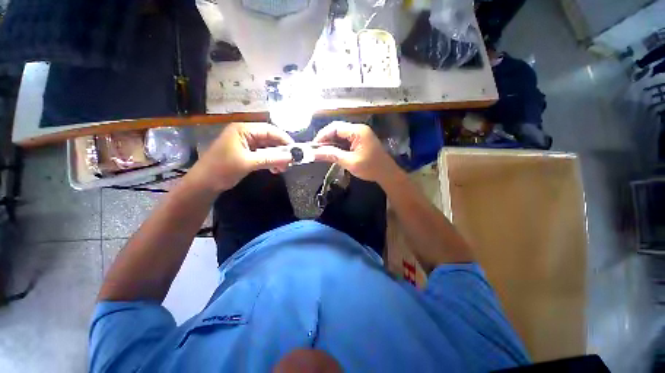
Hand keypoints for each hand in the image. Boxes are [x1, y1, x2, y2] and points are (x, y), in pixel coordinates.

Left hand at [188, 123, 293, 191]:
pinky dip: (270, 161)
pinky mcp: (246, 153)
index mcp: (243, 130)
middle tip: (290, 162)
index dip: (284, 139)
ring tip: (283, 168)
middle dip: (281, 150)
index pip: (269, 130)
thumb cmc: (222, 169)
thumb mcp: (248, 163)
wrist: (203, 183)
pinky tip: (275, 169)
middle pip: (270, 138)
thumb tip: (291, 158)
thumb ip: (271, 159)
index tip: (295, 150)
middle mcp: (246, 133)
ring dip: (277, 157)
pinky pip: (263, 154)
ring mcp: (246, 143)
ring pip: (268, 147)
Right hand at [312, 121, 399, 183]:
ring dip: (331, 143)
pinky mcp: (360, 141)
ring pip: (340, 135)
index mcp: (358, 131)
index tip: (314, 146)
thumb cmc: (370, 168)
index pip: (335, 127)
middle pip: (337, 129)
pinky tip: (332, 153)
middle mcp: (358, 129)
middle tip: (317, 150)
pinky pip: (345, 140)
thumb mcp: (350, 162)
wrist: (387, 174)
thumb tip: (314, 153)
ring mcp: (360, 135)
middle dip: (326, 139)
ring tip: (322, 152)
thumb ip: (332, 155)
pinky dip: (338, 146)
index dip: (322, 135)